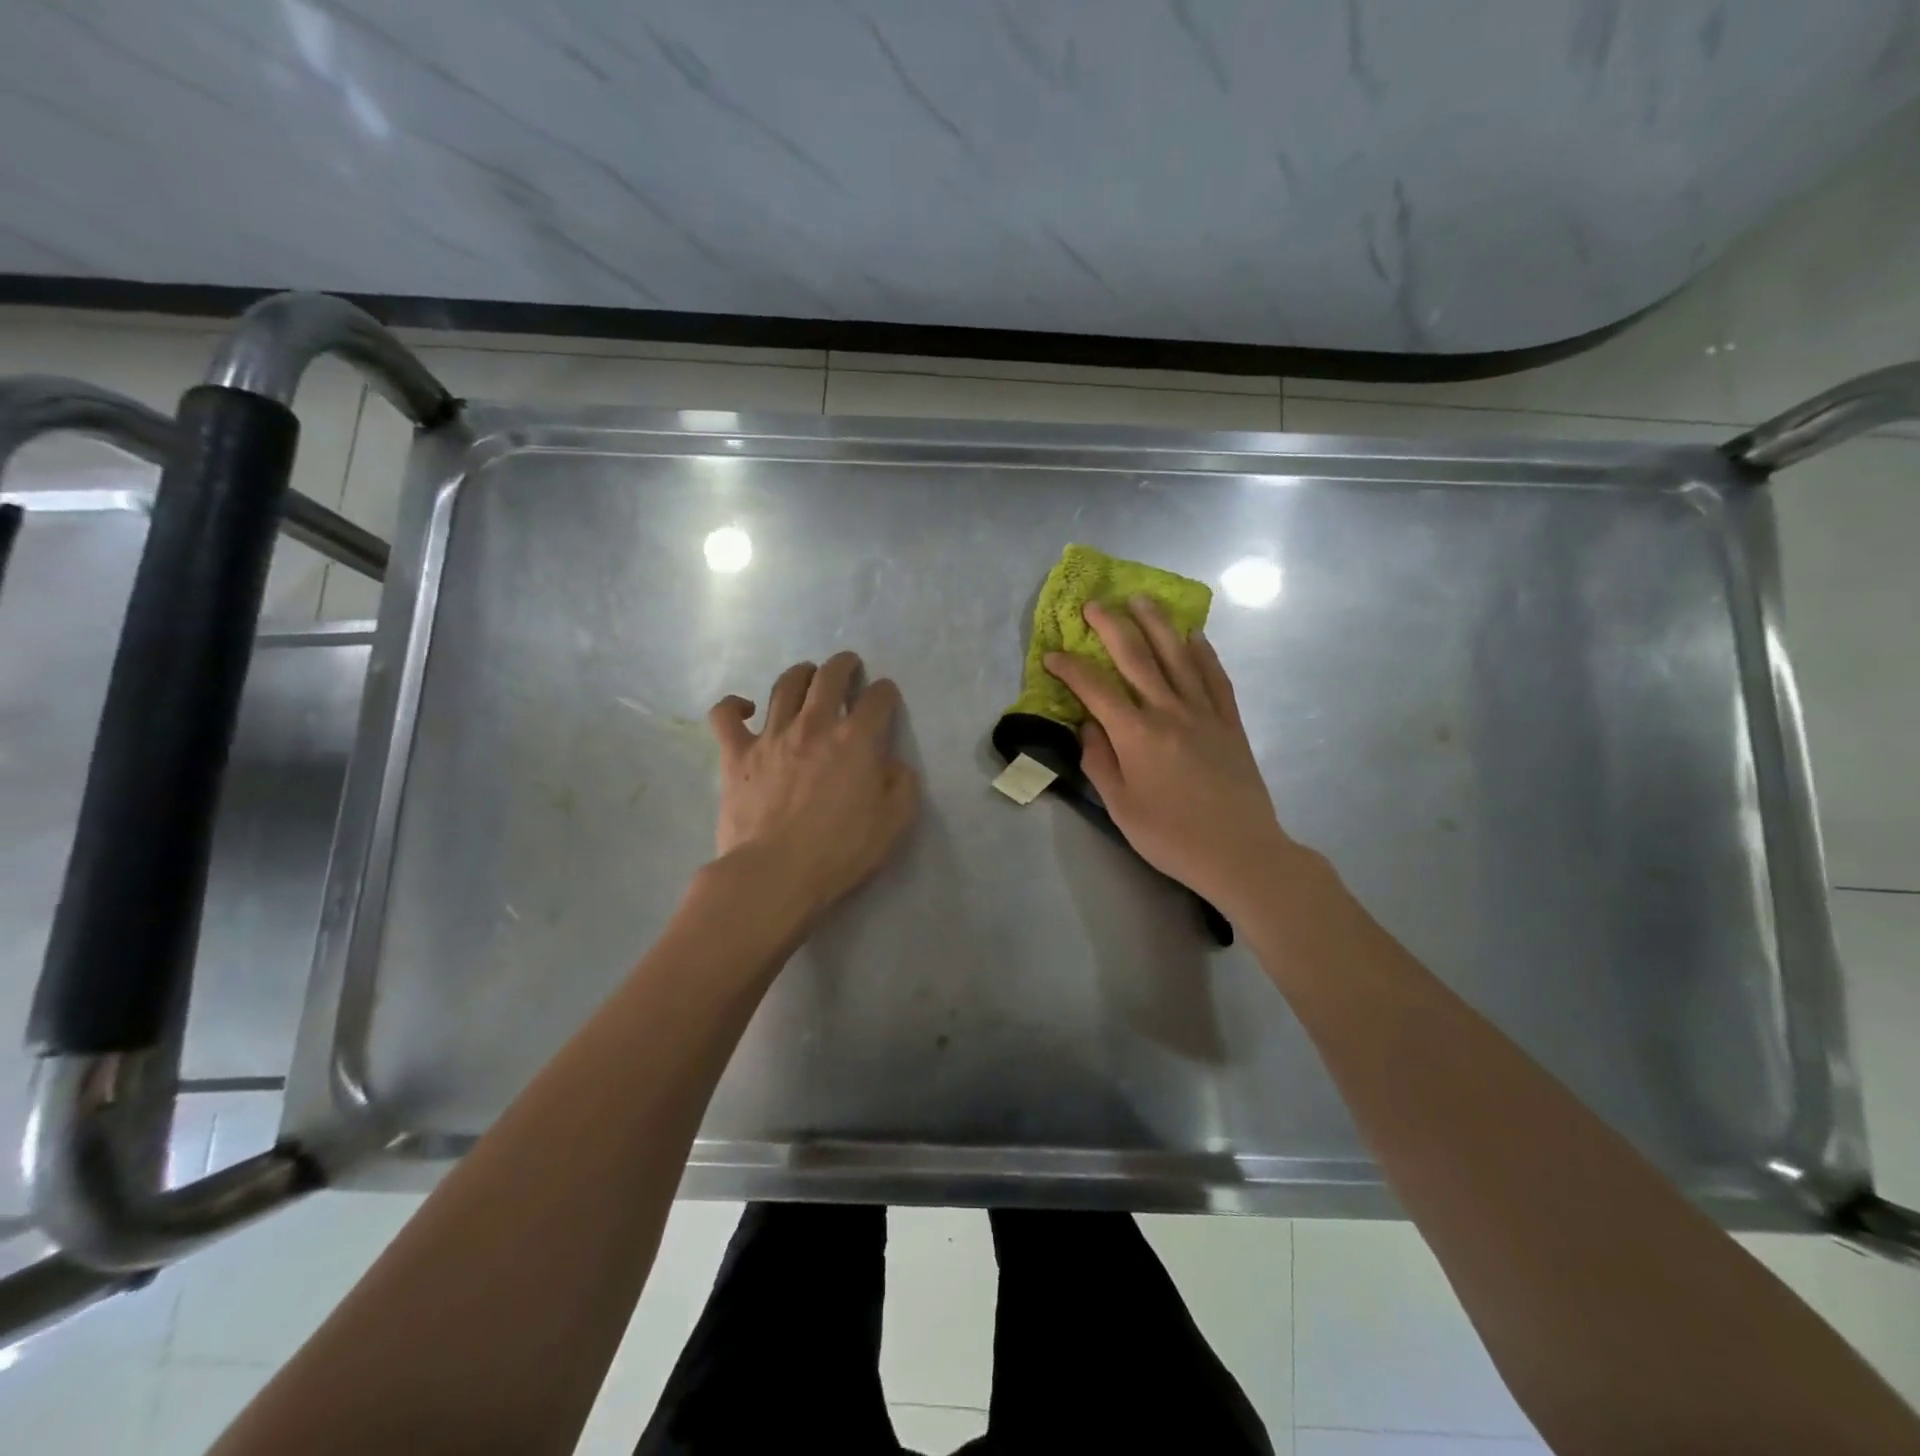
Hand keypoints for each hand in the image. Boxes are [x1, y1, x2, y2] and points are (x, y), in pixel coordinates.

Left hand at [707, 652, 918, 920]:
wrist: (776, 873)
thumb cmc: (841, 851)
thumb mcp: (894, 822)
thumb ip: (902, 784)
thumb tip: (894, 764)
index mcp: (857, 740)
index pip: (878, 698)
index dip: (885, 692)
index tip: (885, 696)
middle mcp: (815, 725)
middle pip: (830, 677)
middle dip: (844, 665)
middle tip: (848, 666)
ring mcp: (772, 736)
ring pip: (785, 686)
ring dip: (800, 674)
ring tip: (807, 676)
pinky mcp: (736, 754)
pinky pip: (725, 715)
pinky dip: (733, 706)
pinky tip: (745, 709)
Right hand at [1044, 599, 1299, 916]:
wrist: (1241, 853)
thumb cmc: (1172, 836)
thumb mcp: (1121, 807)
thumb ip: (1099, 761)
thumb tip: (1088, 725)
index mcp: (1137, 735)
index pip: (1095, 689)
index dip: (1070, 668)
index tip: (1051, 654)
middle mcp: (1170, 712)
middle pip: (1137, 657)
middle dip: (1112, 626)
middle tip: (1094, 603)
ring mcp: (1204, 713)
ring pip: (1178, 656)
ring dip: (1157, 623)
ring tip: (1142, 598)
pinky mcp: (1230, 722)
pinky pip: (1215, 677)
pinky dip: (1203, 652)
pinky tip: (1193, 635)